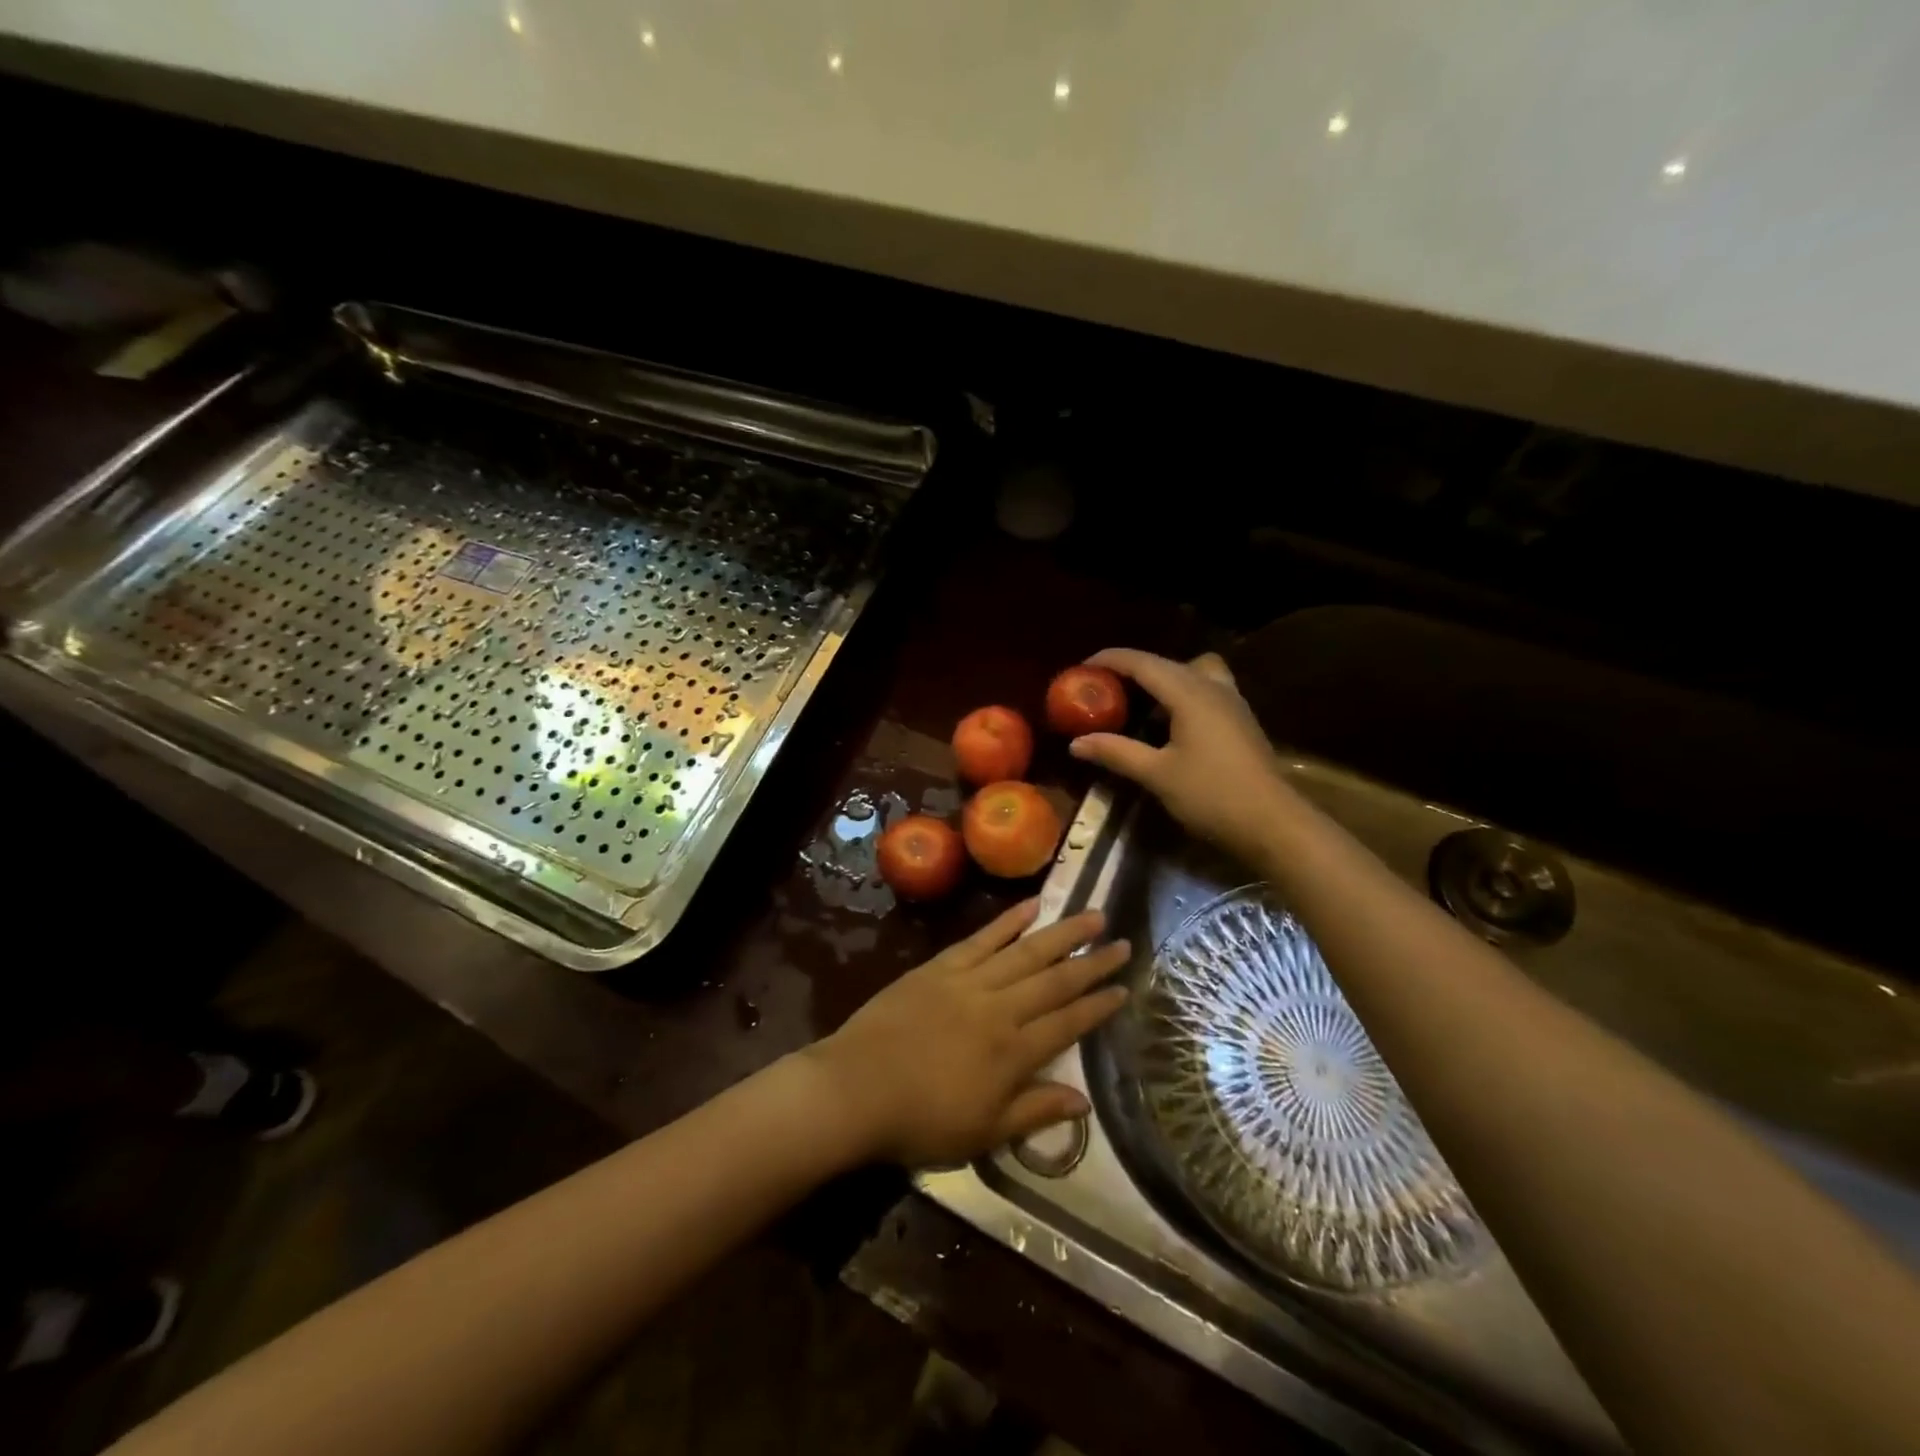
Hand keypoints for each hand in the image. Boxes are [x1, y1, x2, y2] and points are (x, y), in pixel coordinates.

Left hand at [806, 901, 1128, 1166]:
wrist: (856, 1089)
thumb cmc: (920, 1122)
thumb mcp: (983, 1134)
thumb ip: (1034, 1112)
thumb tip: (1083, 1101)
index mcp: (1013, 1054)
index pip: (1068, 1024)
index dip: (1098, 1006)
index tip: (1125, 988)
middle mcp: (1000, 1009)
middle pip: (1055, 980)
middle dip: (1092, 961)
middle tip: (1123, 942)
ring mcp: (970, 982)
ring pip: (1026, 951)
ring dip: (1062, 932)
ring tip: (1092, 914)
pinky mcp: (941, 966)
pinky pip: (982, 938)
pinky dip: (1008, 920)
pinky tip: (1031, 905)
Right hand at [1068, 648, 1301, 866]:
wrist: (1273, 823)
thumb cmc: (1212, 795)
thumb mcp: (1157, 774)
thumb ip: (1116, 752)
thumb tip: (1076, 743)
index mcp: (1190, 693)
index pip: (1143, 663)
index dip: (1111, 660)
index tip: (1083, 667)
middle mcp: (1212, 687)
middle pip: (1167, 663)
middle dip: (1133, 669)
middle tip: (1105, 687)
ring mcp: (1232, 702)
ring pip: (1192, 672)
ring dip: (1163, 679)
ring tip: (1139, 703)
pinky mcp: (1240, 720)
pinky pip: (1206, 689)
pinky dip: (1182, 694)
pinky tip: (1170, 723)